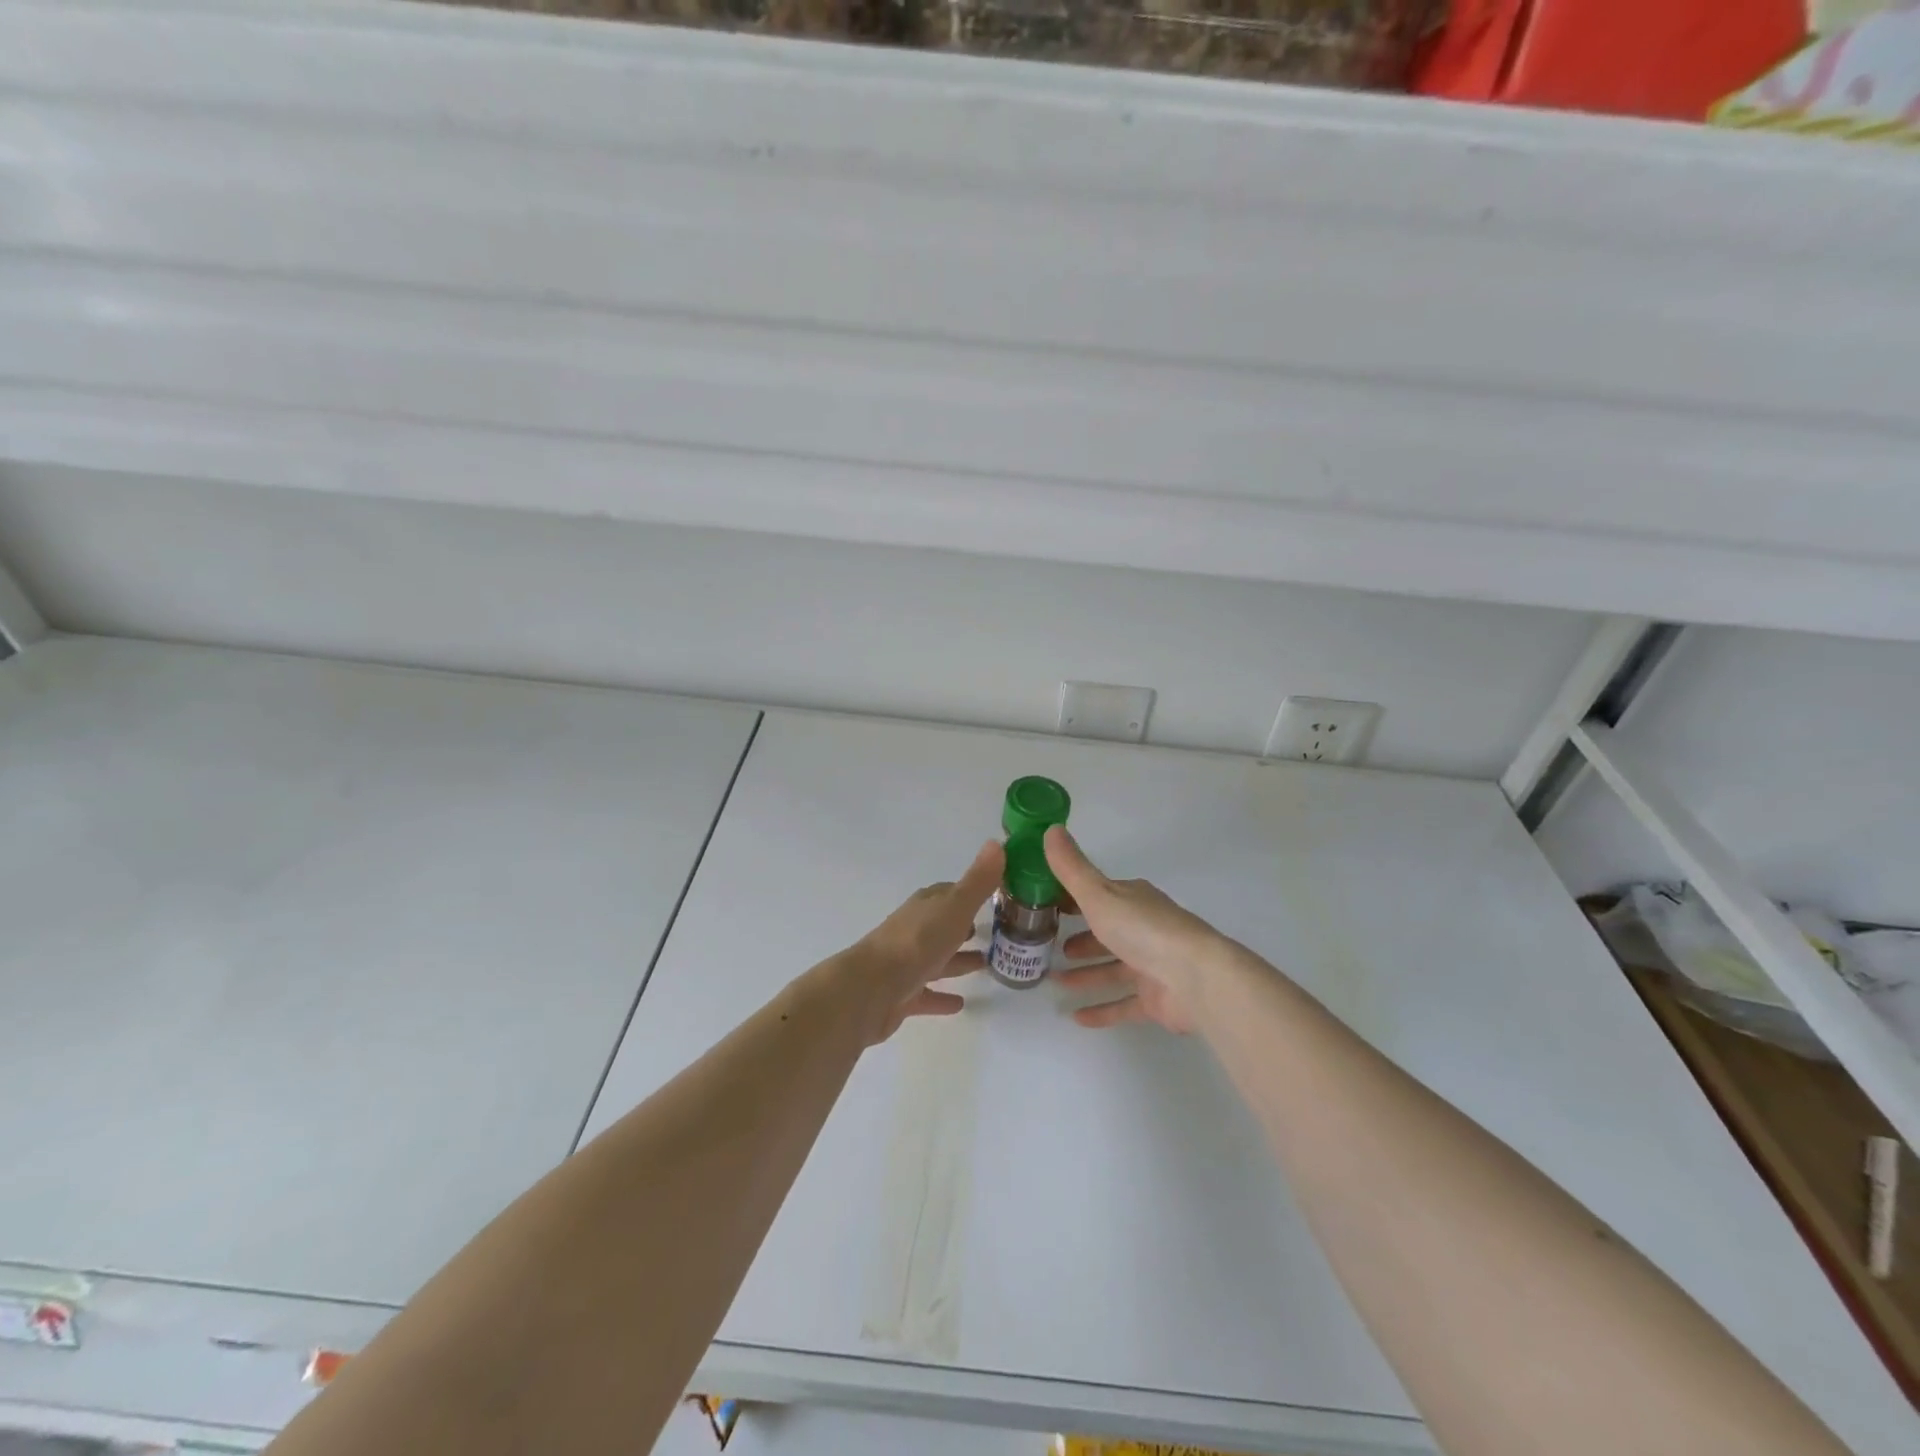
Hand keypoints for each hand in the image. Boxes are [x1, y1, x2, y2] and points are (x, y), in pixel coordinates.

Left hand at [847, 840, 1003, 1044]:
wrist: (871, 990)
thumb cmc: (916, 943)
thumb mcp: (954, 907)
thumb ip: (977, 881)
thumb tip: (996, 843)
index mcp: (925, 907)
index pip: (948, 894)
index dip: (968, 894)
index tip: (992, 896)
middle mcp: (913, 931)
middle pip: (942, 926)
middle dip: (963, 928)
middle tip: (990, 932)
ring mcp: (905, 964)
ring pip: (936, 959)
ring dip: (958, 961)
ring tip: (985, 965)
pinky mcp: (901, 996)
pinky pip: (926, 994)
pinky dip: (941, 997)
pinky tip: (959, 1004)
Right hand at [1045, 826, 1225, 1034]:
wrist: (1196, 978)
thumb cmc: (1143, 930)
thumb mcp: (1099, 894)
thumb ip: (1072, 868)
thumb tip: (1051, 827)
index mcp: (1132, 899)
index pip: (1098, 894)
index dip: (1072, 899)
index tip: (1045, 906)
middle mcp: (1143, 928)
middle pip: (1107, 931)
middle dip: (1081, 938)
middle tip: (1051, 947)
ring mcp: (1152, 965)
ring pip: (1113, 968)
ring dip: (1086, 973)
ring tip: (1055, 980)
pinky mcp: (1156, 999)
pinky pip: (1123, 1003)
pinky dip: (1101, 1009)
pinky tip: (1076, 1017)